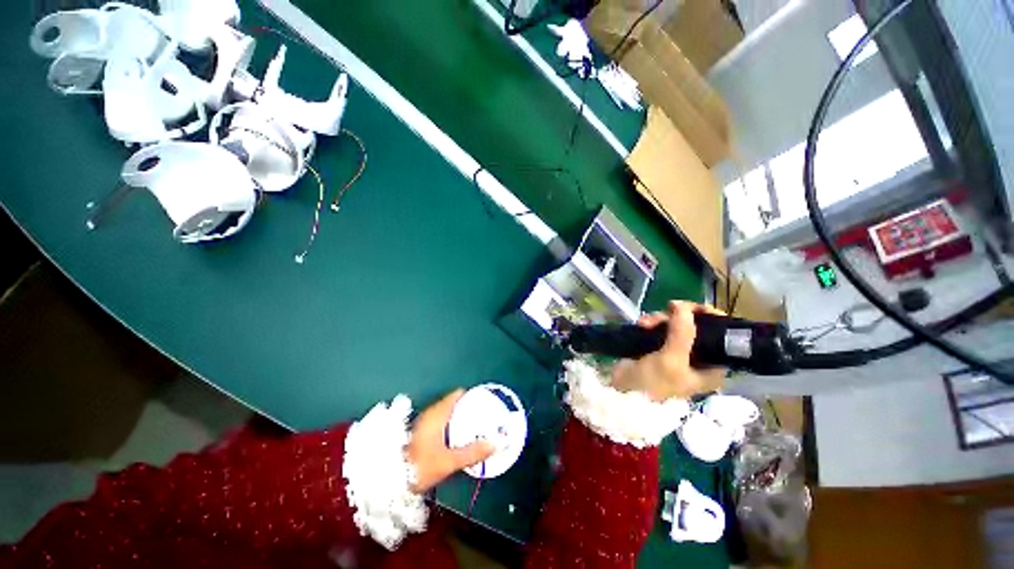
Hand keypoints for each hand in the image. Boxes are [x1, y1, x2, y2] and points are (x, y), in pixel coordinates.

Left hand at [405, 390, 494, 492]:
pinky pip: (440, 421)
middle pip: (453, 403)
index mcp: (437, 413)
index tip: (484, 404)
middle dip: (467, 409)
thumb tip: (493, 445)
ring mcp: (423, 422)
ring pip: (446, 413)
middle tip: (482, 419)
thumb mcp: (449, 461)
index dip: (471, 397)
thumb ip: (472, 452)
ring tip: (473, 429)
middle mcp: (430, 413)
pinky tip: (456, 439)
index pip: (457, 394)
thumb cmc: (419, 467)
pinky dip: (450, 425)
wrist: (389, 480)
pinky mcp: (420, 432)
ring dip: (459, 419)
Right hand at [610, 301, 726, 401]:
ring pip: (677, 325)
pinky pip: (661, 328)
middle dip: (680, 317)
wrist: (623, 393)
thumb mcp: (671, 359)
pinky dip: (653, 323)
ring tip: (645, 323)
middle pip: (698, 327)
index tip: (696, 307)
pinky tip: (642, 324)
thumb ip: (682, 332)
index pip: (723, 337)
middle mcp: (699, 359)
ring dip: (661, 319)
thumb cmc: (653, 383)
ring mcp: (677, 352)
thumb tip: (682, 306)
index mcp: (712, 367)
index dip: (712, 318)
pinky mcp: (659, 347)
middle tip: (666, 310)